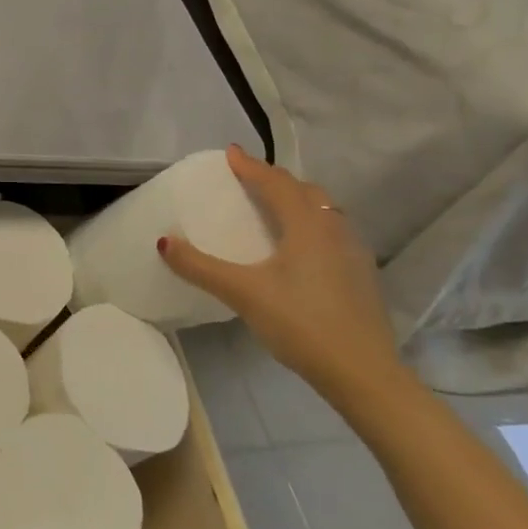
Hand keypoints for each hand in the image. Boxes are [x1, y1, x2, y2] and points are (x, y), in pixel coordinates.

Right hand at [159, 146, 408, 412]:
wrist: (365, 375)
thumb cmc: (302, 323)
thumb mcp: (243, 293)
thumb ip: (200, 267)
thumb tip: (163, 241)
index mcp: (306, 224)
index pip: (275, 182)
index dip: (251, 166)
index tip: (230, 153)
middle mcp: (334, 229)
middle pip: (305, 191)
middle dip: (276, 179)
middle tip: (250, 179)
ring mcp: (354, 253)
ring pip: (325, 211)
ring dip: (298, 200)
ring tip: (275, 207)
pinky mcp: (362, 277)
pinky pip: (333, 233)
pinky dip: (313, 224)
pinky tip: (302, 248)